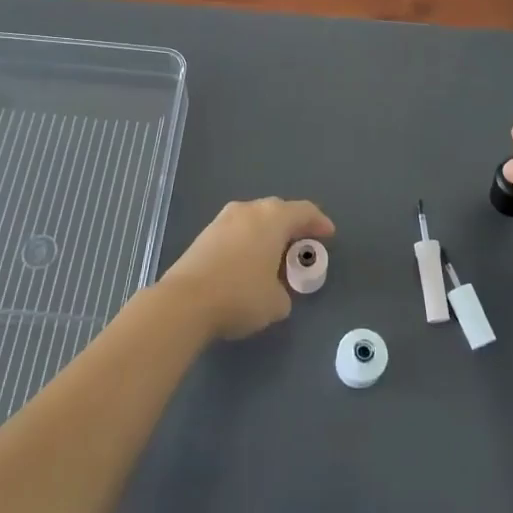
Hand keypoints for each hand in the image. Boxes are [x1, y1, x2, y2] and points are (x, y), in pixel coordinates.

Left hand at [160, 197, 334, 340]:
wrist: (184, 302)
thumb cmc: (240, 296)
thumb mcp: (277, 302)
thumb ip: (285, 291)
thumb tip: (276, 290)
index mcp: (273, 218)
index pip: (304, 211)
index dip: (319, 222)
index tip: (328, 235)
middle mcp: (249, 210)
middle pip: (278, 210)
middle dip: (292, 226)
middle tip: (302, 244)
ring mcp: (223, 220)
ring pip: (254, 219)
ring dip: (267, 233)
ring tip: (274, 255)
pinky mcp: (204, 235)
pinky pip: (236, 231)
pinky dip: (248, 241)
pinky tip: (248, 262)